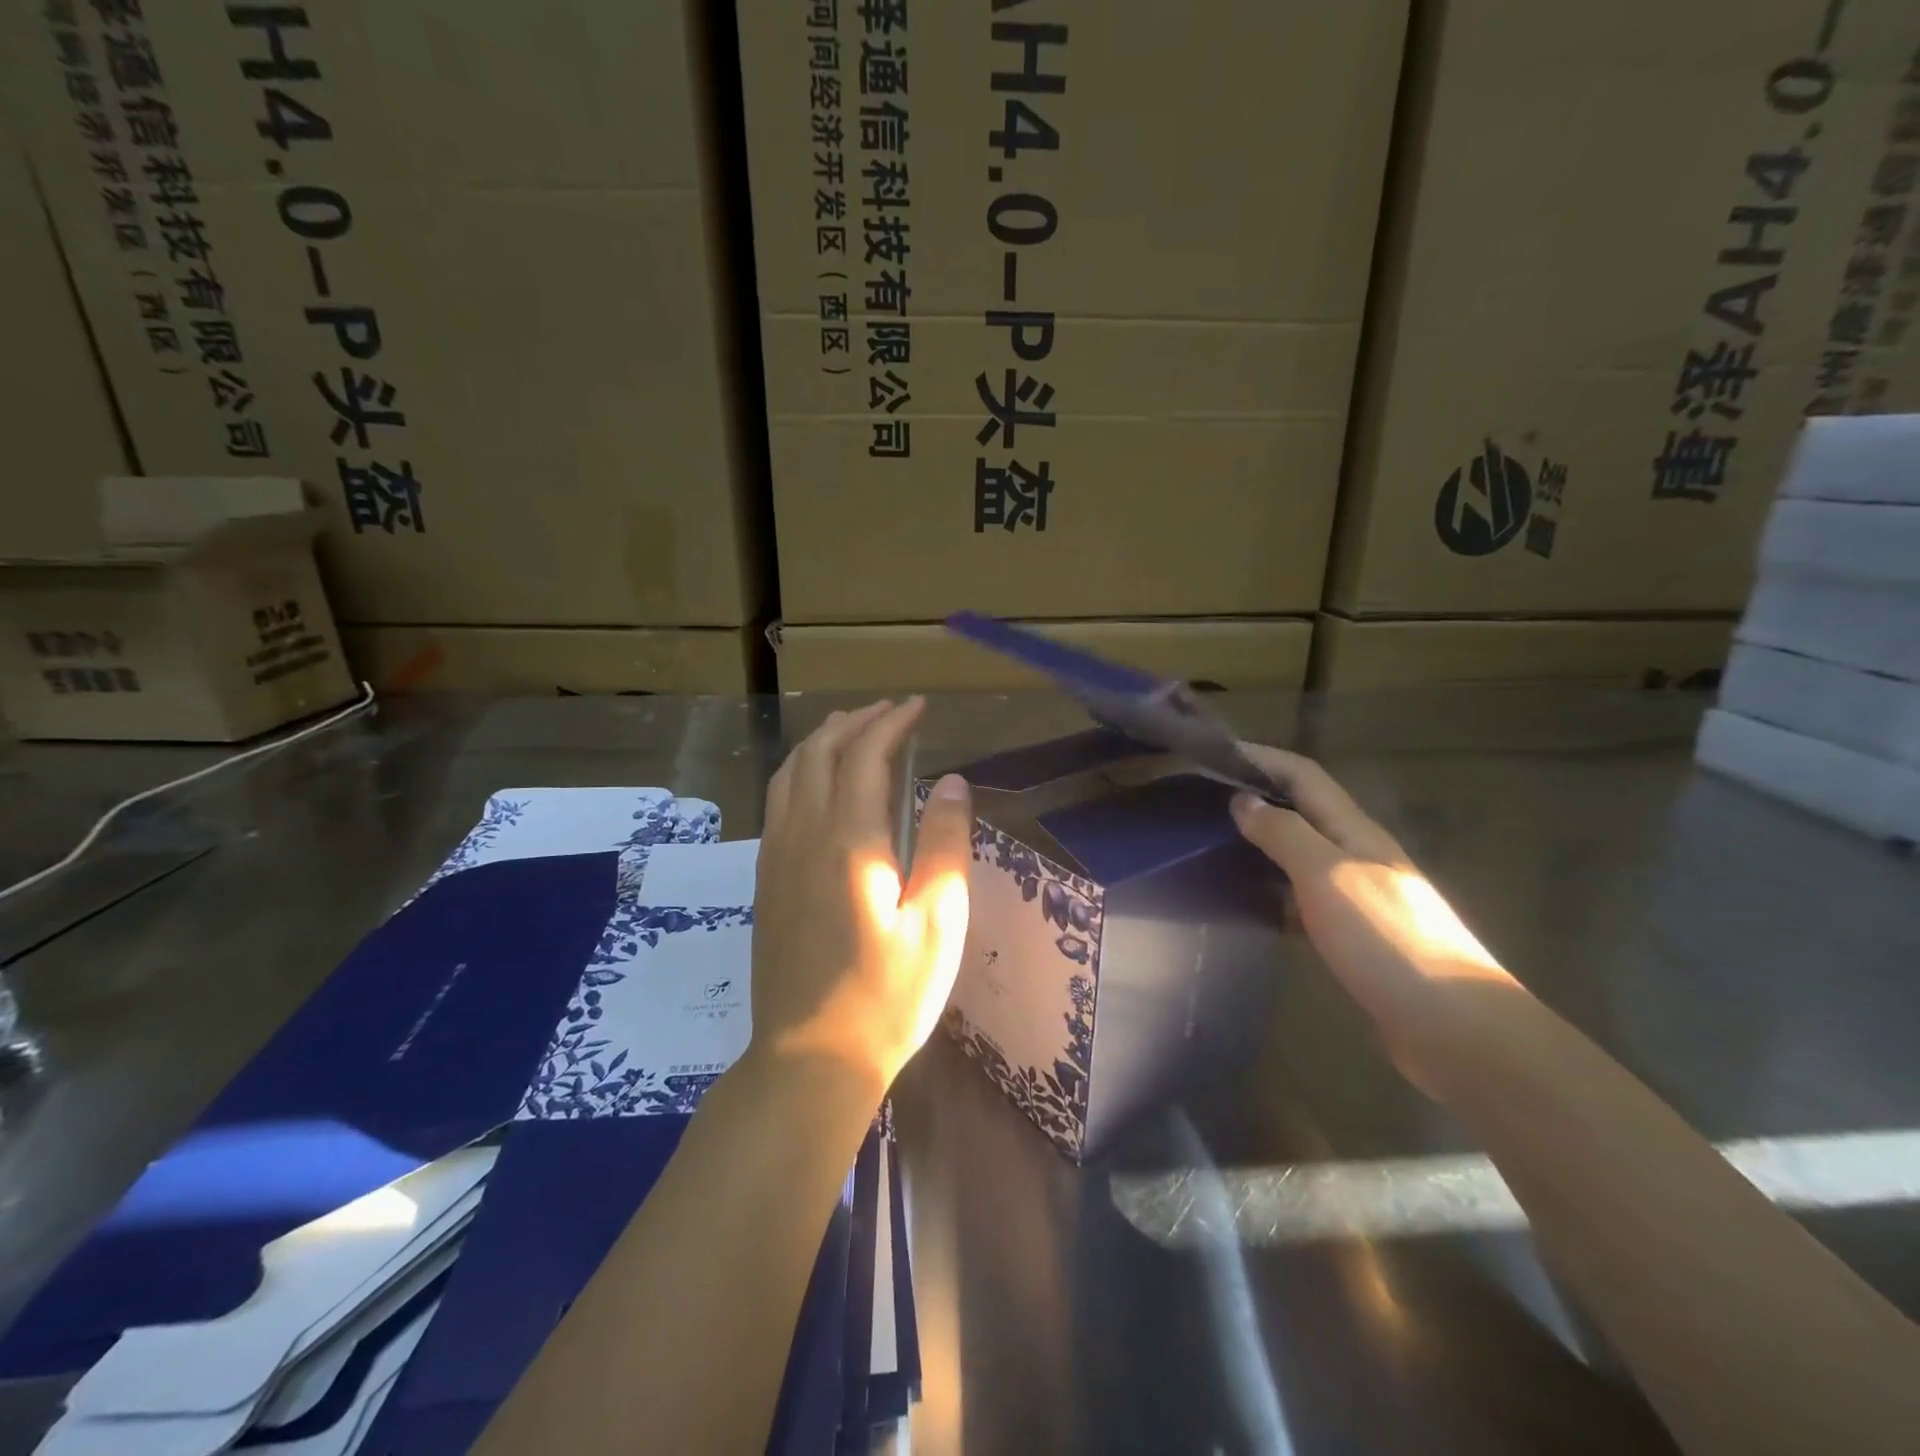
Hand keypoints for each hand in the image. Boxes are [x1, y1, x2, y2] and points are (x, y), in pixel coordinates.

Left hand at [750, 699, 973, 1092]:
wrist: (810, 1060)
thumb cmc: (888, 997)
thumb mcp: (938, 924)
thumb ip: (945, 845)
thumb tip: (951, 782)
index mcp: (849, 843)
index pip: (864, 757)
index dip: (891, 724)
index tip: (918, 707)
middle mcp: (803, 837)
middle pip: (820, 754)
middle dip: (855, 722)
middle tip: (891, 712)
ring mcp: (776, 857)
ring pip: (790, 773)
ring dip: (822, 742)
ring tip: (852, 729)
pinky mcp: (766, 879)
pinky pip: (777, 801)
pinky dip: (800, 771)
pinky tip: (817, 782)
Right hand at [1230, 744, 1519, 1094]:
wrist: (1454, 1028)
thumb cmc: (1387, 939)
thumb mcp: (1327, 875)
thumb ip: (1284, 834)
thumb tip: (1243, 800)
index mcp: (1355, 832)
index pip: (1304, 776)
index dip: (1263, 758)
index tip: (1215, 752)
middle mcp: (1359, 856)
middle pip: (1304, 812)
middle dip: (1258, 798)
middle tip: (1203, 801)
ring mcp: (1360, 899)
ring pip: (1302, 856)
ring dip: (1263, 844)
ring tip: (1213, 848)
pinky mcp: (1356, 938)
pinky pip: (1304, 900)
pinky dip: (1273, 893)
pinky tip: (1248, 906)